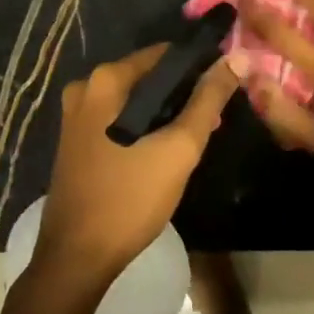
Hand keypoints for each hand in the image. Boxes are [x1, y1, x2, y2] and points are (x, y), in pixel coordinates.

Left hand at [34, 44, 243, 293]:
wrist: (77, 259)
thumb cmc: (130, 198)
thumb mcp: (179, 148)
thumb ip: (209, 99)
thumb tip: (237, 58)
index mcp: (106, 80)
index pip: (164, 54)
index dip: (198, 67)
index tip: (224, 86)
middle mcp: (85, 88)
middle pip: (148, 77)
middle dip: (183, 94)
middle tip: (214, 118)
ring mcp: (76, 116)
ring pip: (134, 101)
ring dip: (166, 113)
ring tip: (197, 136)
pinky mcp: (76, 141)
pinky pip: (119, 119)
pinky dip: (144, 126)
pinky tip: (165, 150)